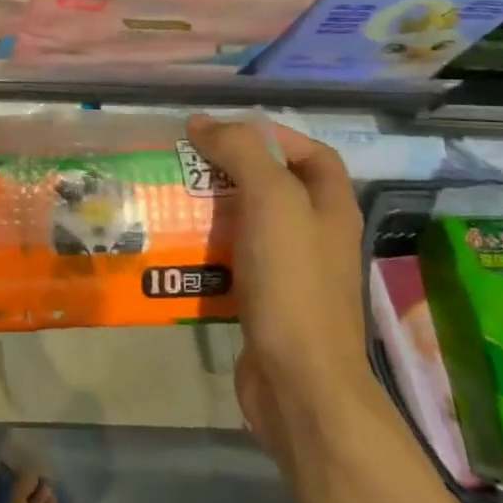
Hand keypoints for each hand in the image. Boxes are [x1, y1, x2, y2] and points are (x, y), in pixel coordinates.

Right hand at [186, 115, 371, 460]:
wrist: (297, 380)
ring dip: (213, 210)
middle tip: (186, 165)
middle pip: (275, 187)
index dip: (274, 135)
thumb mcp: (272, 200)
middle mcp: (317, 236)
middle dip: (232, 171)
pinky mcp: (265, 302)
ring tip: (171, 201)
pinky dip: (206, 249)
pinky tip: (176, 248)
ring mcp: (292, 273)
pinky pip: (233, 262)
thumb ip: (241, 152)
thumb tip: (202, 122)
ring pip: (249, 225)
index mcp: (331, 208)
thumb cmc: (292, 282)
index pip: (312, 154)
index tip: (225, 134)